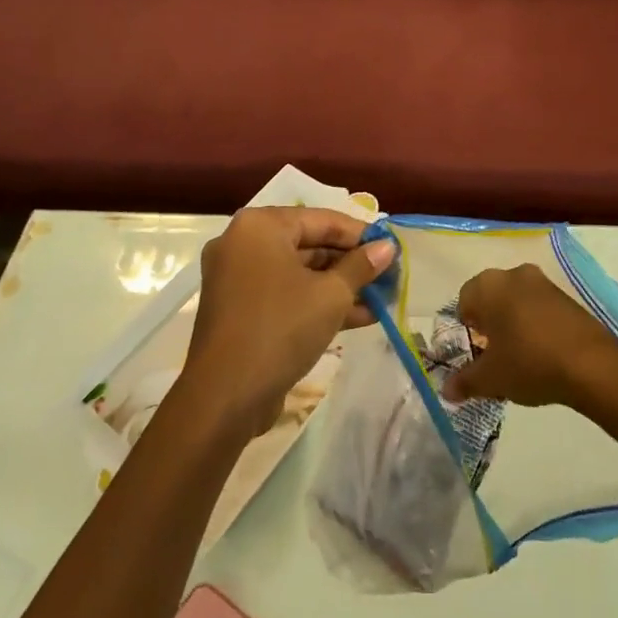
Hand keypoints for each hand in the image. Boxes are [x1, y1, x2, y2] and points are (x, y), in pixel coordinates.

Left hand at [184, 207, 393, 437]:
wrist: (224, 397)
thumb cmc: (281, 328)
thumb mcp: (331, 295)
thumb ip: (361, 266)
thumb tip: (388, 247)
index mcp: (261, 226)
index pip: (323, 219)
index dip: (362, 234)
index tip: (392, 248)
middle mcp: (244, 243)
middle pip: (310, 244)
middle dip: (352, 263)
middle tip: (389, 275)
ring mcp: (238, 278)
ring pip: (300, 273)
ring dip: (340, 286)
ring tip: (382, 298)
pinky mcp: (240, 309)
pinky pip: (286, 294)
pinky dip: (317, 302)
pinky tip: (360, 317)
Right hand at [443, 264, 617, 406]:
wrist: (590, 364)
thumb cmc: (529, 362)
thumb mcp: (490, 378)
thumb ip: (464, 382)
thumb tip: (446, 390)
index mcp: (489, 285)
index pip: (464, 301)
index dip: (465, 329)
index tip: (474, 353)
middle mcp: (514, 274)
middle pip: (491, 298)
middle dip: (489, 325)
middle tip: (493, 356)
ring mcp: (543, 282)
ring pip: (516, 301)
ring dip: (512, 324)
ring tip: (518, 357)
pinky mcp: (566, 296)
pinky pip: (539, 306)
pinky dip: (534, 324)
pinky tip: (541, 352)